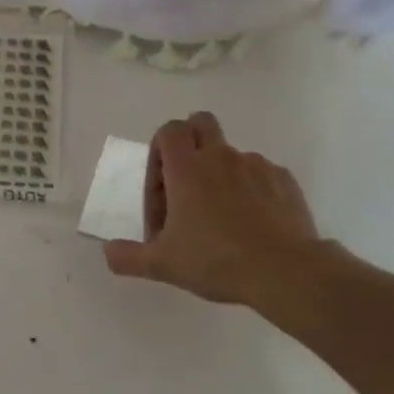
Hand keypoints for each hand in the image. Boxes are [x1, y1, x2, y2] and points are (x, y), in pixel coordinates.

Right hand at [103, 112, 332, 315]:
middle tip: (188, 182)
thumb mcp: (163, 264)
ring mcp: (256, 166)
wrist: (285, 271)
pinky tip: (252, 223)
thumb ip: (129, 256)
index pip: (168, 130)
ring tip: (223, 216)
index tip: (162, 186)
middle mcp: (220, 157)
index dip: (159, 150)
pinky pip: (261, 174)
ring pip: (232, 153)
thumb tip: (108, 251)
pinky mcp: (284, 181)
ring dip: (221, 173)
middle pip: (201, 122)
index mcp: (187, 168)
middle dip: (190, 141)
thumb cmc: (216, 260)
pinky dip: (252, 190)